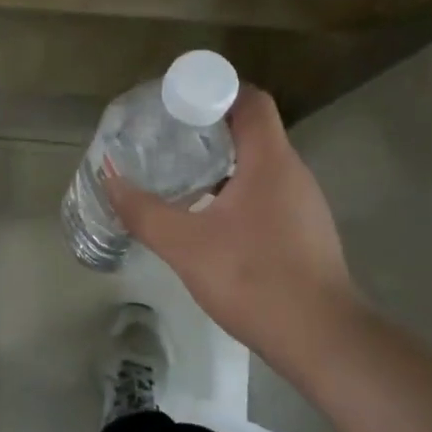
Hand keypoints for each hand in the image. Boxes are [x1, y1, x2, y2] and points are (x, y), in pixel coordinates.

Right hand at [104, 86, 365, 370]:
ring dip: (222, 162)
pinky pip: (267, 193)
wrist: (322, 340)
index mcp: (270, 160)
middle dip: (208, 128)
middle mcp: (293, 172)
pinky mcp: (304, 231)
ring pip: (259, 164)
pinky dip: (236, 191)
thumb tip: (109, 178)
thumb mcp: (186, 245)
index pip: (250, 100)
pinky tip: (209, 218)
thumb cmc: (254, 279)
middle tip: (167, 139)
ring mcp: (304, 203)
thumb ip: (144, 211)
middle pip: (252, 130)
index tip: (177, 104)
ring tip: (180, 175)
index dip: (215, 91)